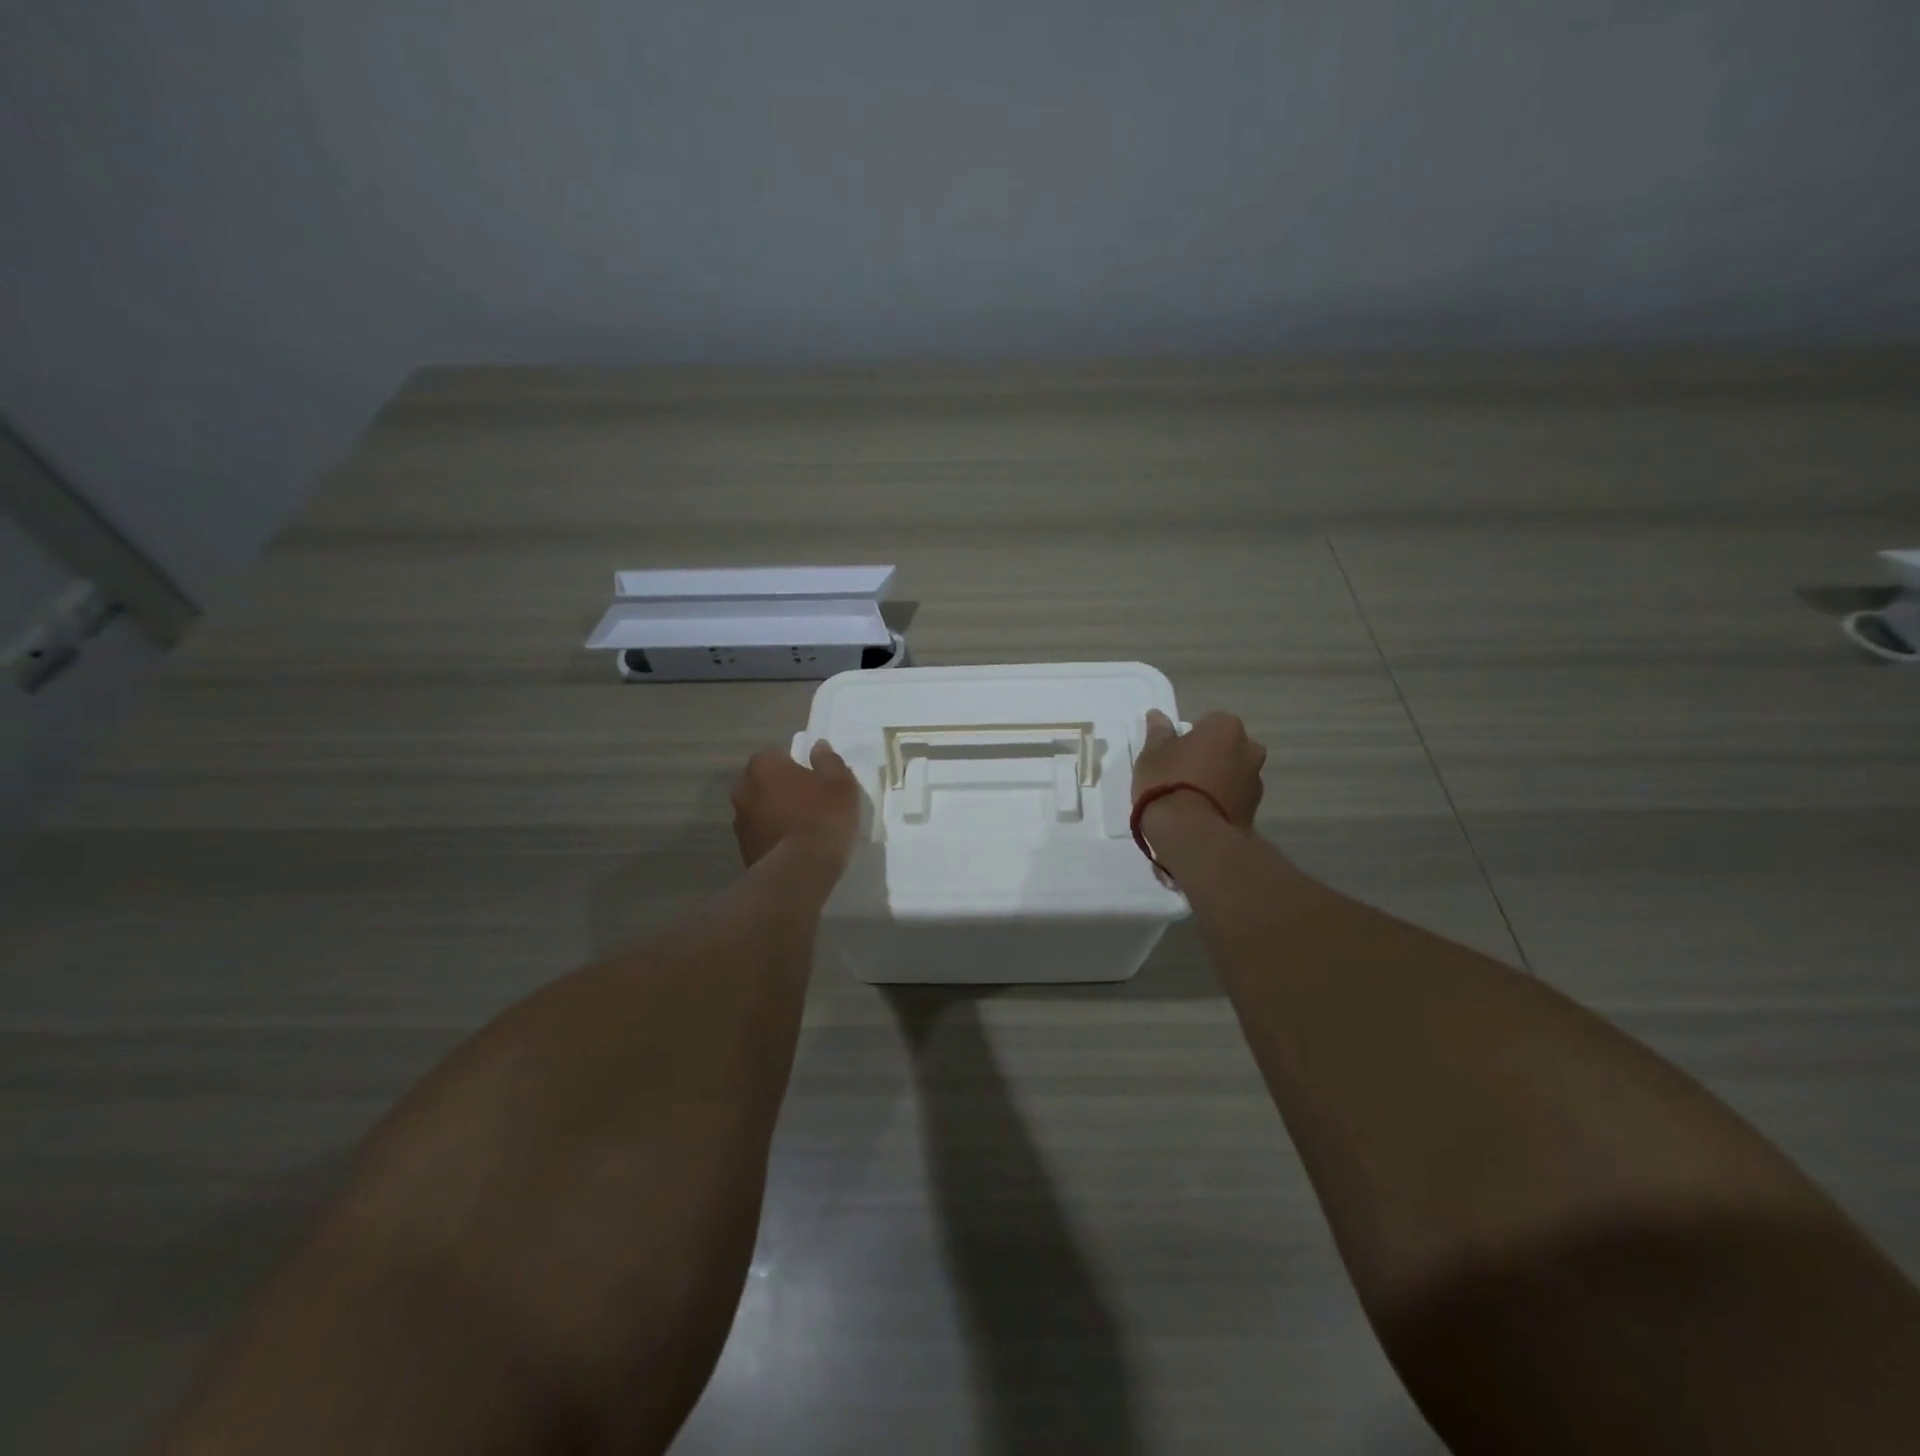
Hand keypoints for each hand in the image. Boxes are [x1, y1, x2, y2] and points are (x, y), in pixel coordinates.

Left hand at [731, 740, 862, 868]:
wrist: (800, 871)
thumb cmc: (823, 817)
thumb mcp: (840, 784)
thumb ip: (829, 761)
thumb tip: (818, 747)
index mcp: (763, 766)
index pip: (777, 755)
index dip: (796, 766)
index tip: (814, 780)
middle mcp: (743, 789)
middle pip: (765, 782)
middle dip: (782, 788)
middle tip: (810, 802)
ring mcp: (739, 821)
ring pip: (761, 809)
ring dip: (776, 813)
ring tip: (803, 828)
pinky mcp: (742, 849)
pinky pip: (761, 833)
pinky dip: (773, 835)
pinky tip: (794, 847)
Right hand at [1131, 709, 1265, 830]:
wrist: (1191, 834)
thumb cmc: (1168, 782)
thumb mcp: (1152, 754)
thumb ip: (1159, 732)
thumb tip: (1157, 715)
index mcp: (1225, 727)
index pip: (1209, 723)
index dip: (1191, 738)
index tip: (1174, 753)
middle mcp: (1249, 749)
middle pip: (1227, 747)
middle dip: (1212, 757)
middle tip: (1183, 774)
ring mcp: (1255, 782)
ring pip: (1234, 774)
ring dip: (1219, 781)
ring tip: (1191, 800)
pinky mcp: (1254, 812)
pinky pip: (1235, 799)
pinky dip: (1223, 803)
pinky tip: (1200, 815)